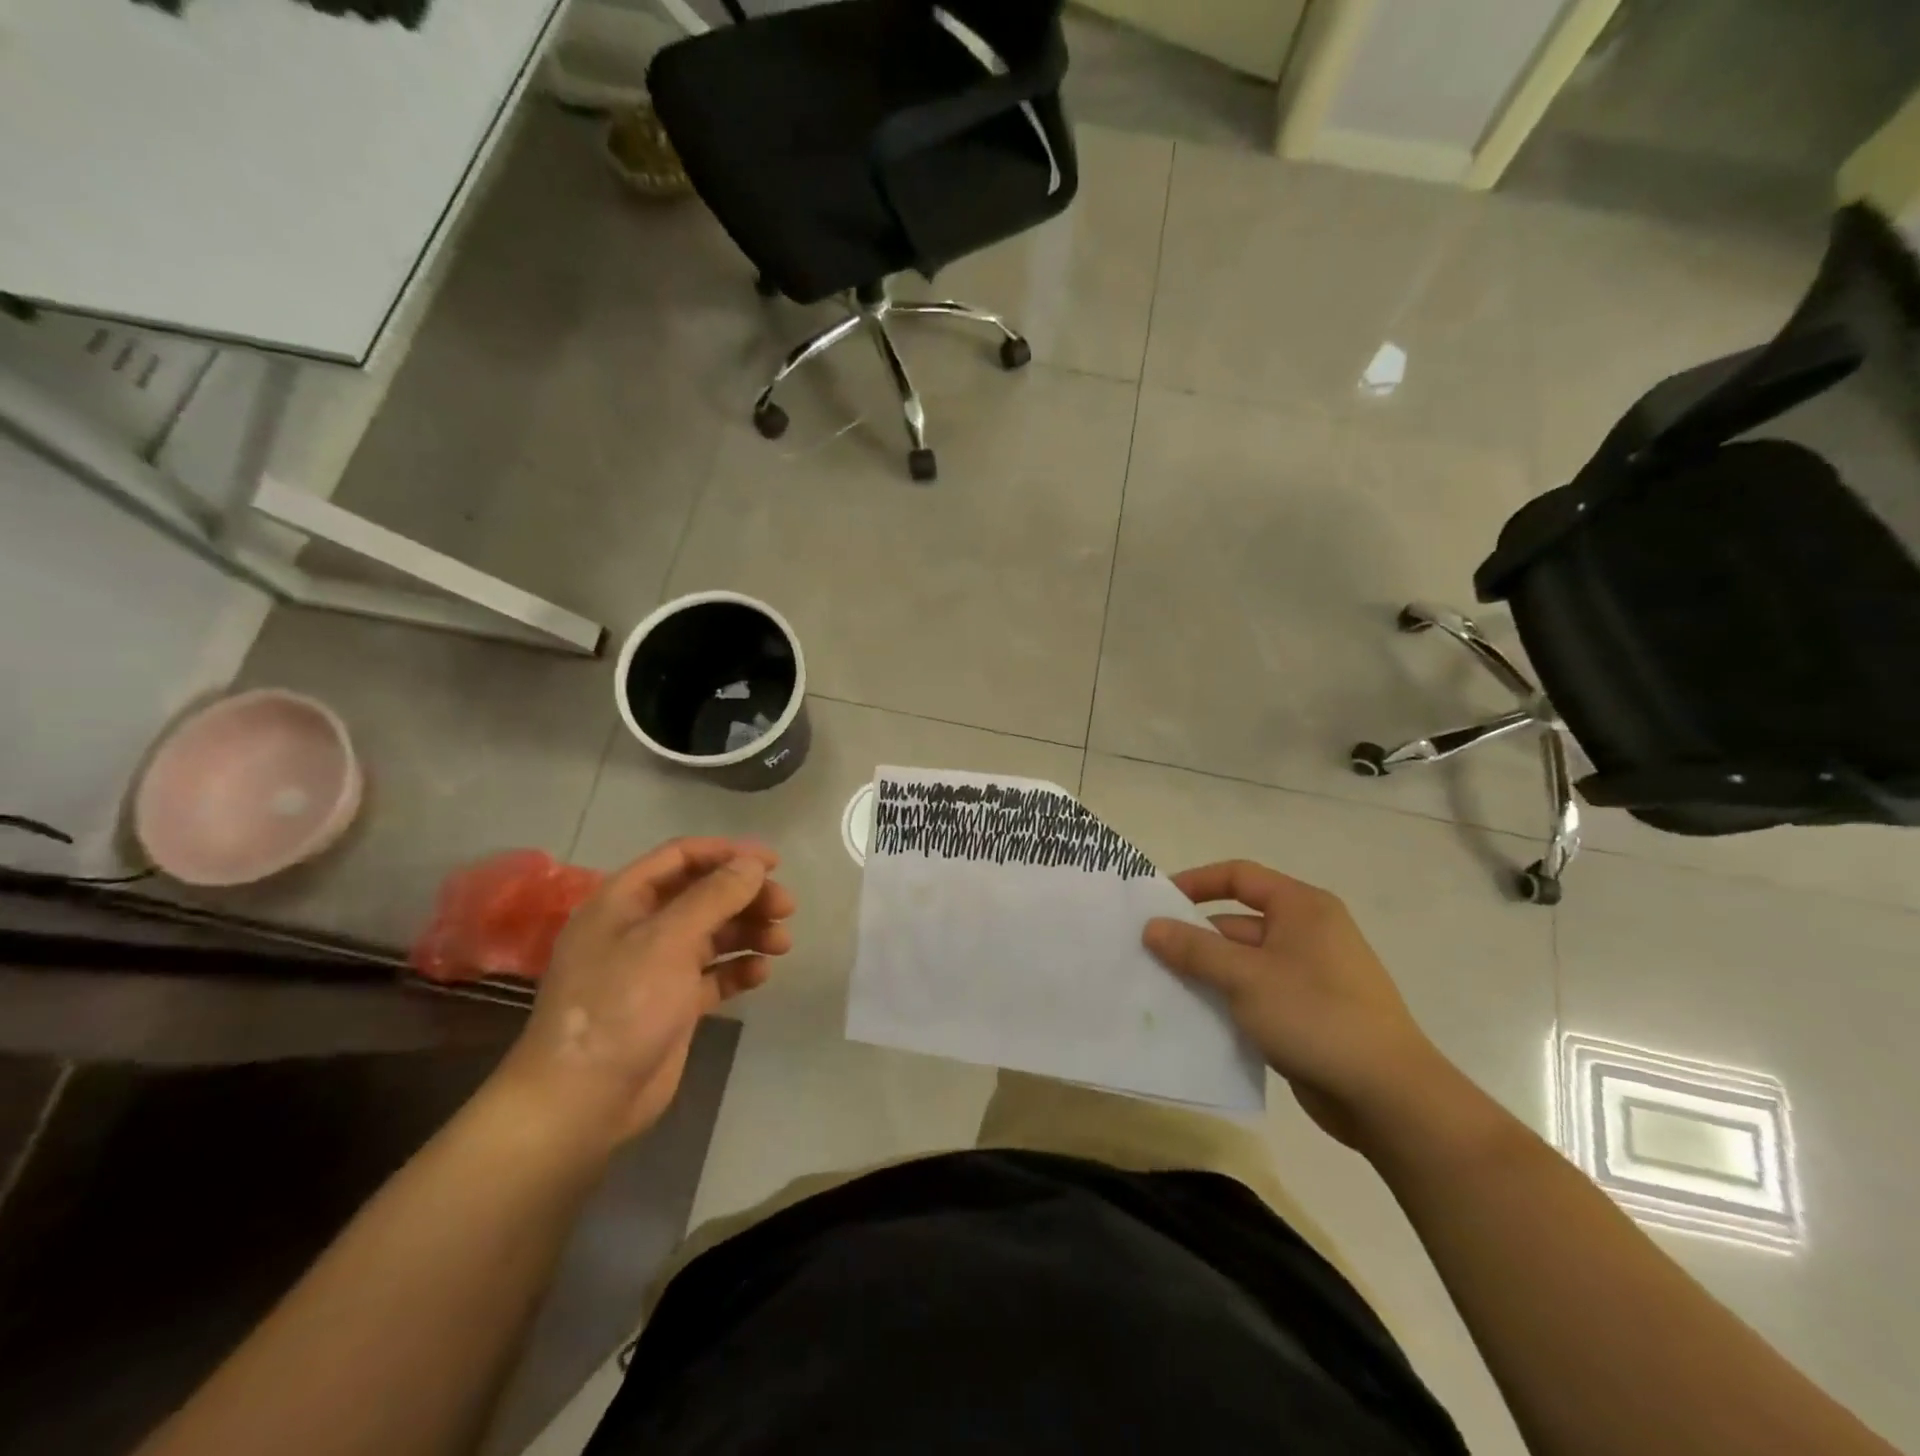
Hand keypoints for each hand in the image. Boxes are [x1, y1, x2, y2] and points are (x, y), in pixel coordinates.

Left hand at [495, 838, 794, 1149]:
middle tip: (786, 907)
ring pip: (711, 935)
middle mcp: (639, 928)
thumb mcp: (668, 941)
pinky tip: (760, 974)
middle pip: (702, 895)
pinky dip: (737, 969)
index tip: (772, 862)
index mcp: (623, 901)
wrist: (581, 1103)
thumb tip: (753, 863)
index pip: (680, 857)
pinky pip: (712, 975)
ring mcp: (655, 969)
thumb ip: (715, 896)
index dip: (727, 853)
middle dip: (746, 896)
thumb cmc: (619, 1006)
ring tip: (782, 944)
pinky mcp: (671, 1005)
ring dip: (748, 932)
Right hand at [1144, 861, 1448, 1151]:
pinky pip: (1256, 995)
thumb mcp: (1245, 977)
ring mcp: (1310, 976)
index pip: (1240, 876)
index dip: (1196, 882)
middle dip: (1194, 938)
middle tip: (1148, 956)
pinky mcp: (1308, 1014)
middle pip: (1237, 922)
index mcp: (1302, 908)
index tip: (1157, 903)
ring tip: (1162, 989)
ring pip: (1244, 963)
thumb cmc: (1316, 1017)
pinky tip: (1196, 1020)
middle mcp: (1308, 933)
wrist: (1389, 1098)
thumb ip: (1194, 949)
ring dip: (1207, 974)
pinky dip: (1227, 1002)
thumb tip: (1151, 926)